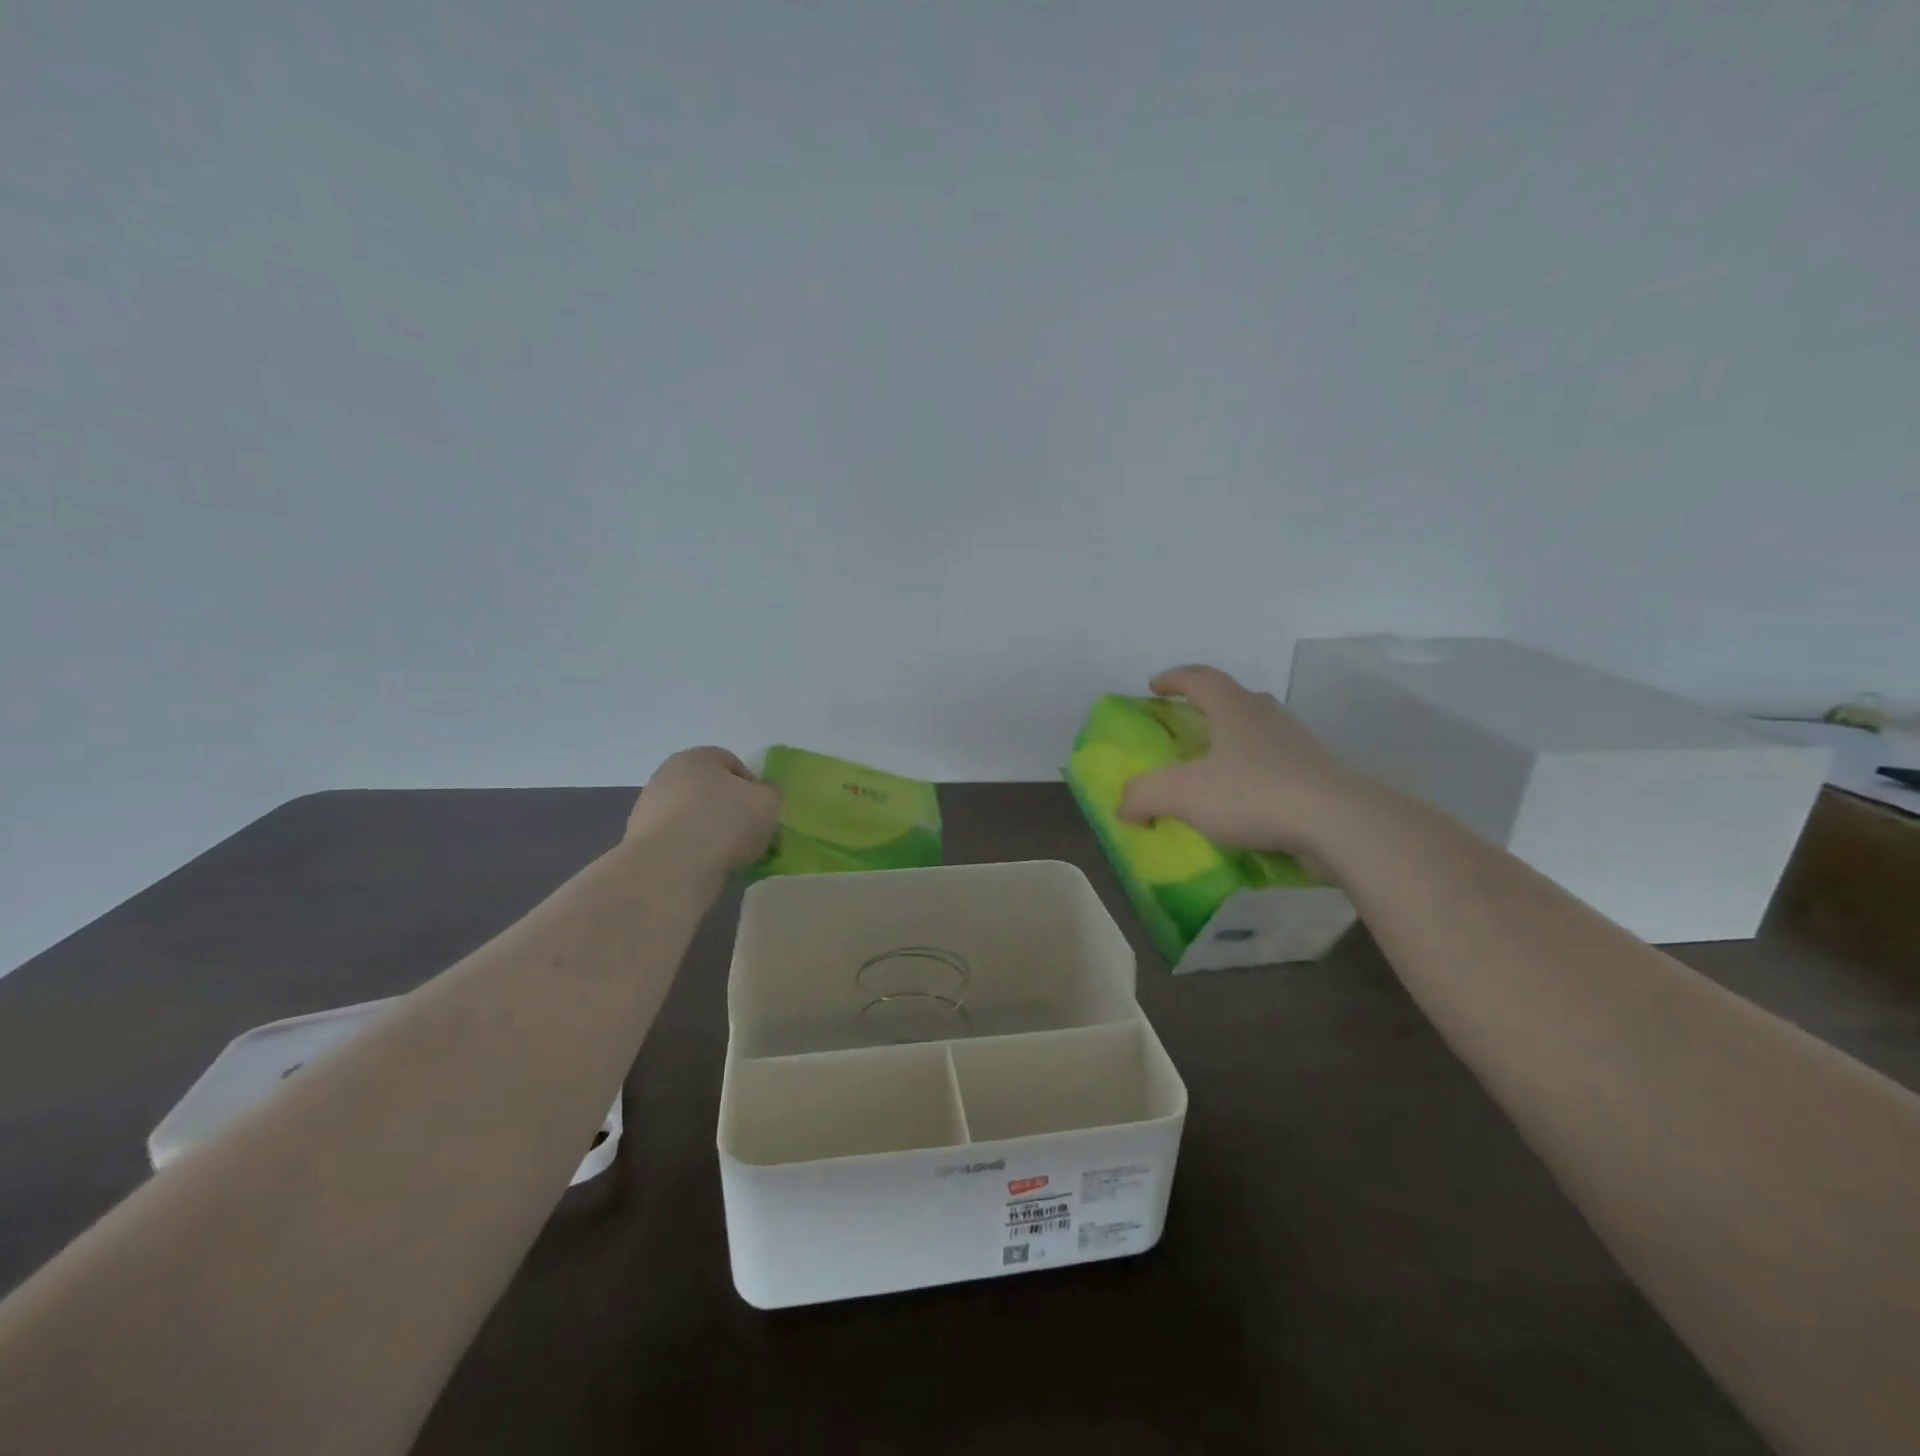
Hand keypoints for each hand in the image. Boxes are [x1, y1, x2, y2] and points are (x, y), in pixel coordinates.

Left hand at [625, 748, 778, 871]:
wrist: (671, 867)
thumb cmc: (724, 822)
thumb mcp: (768, 802)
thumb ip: (771, 793)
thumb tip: (764, 792)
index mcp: (697, 757)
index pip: (731, 763)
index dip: (752, 786)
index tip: (761, 811)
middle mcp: (667, 775)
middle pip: (708, 789)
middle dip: (728, 808)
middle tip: (747, 833)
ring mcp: (648, 808)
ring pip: (691, 816)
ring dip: (709, 831)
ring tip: (727, 855)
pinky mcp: (640, 841)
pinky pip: (677, 841)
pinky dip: (691, 850)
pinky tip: (704, 866)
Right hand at [1117, 665, 1358, 856]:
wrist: (1338, 823)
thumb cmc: (1253, 793)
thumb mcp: (1182, 794)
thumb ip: (1143, 795)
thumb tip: (1125, 807)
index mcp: (1233, 707)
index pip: (1199, 678)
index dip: (1173, 678)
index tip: (1153, 686)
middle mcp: (1267, 716)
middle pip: (1233, 698)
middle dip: (1206, 706)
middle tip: (1186, 723)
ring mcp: (1297, 744)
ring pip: (1257, 731)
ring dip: (1232, 741)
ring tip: (1214, 766)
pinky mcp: (1316, 774)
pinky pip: (1275, 764)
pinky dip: (1254, 773)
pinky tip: (1244, 800)